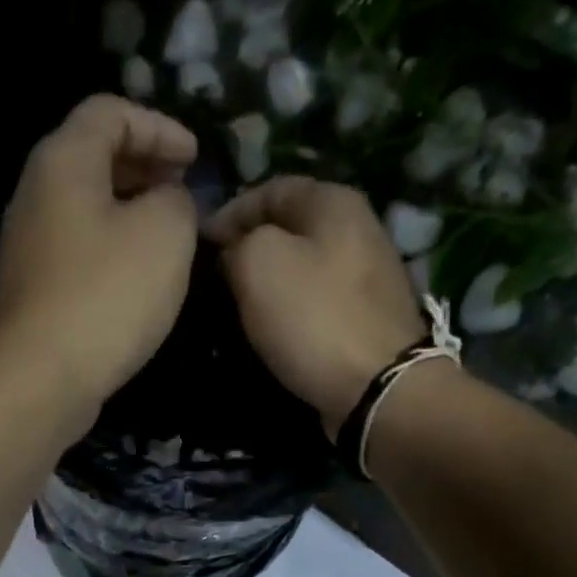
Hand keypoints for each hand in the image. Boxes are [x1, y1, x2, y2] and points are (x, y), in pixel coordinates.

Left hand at [0, 95, 199, 403]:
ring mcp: (27, 248)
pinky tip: (136, 280)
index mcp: (62, 162)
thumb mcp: (165, 233)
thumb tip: (167, 201)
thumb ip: (177, 200)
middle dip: (143, 167)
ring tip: (167, 236)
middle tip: (183, 191)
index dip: (159, 126)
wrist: (41, 378)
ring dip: (128, 212)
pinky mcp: (32, 292)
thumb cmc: (107, 296)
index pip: (110, 112)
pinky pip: (77, 252)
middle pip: (91, 158)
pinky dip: (111, 250)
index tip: (195, 158)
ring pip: (84, 209)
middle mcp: (34, 195)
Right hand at [206, 177, 424, 438]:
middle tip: (214, 279)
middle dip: (249, 249)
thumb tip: (234, 251)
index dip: (228, 213)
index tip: (199, 247)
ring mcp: (366, 276)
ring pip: (303, 267)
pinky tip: (272, 330)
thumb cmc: (313, 318)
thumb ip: (238, 243)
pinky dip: (291, 312)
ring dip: (269, 284)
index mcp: (333, 201)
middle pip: (290, 228)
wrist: (376, 388)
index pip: (269, 189)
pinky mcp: (366, 319)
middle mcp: (357, 228)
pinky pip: (317, 303)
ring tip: (236, 307)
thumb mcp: (258, 263)